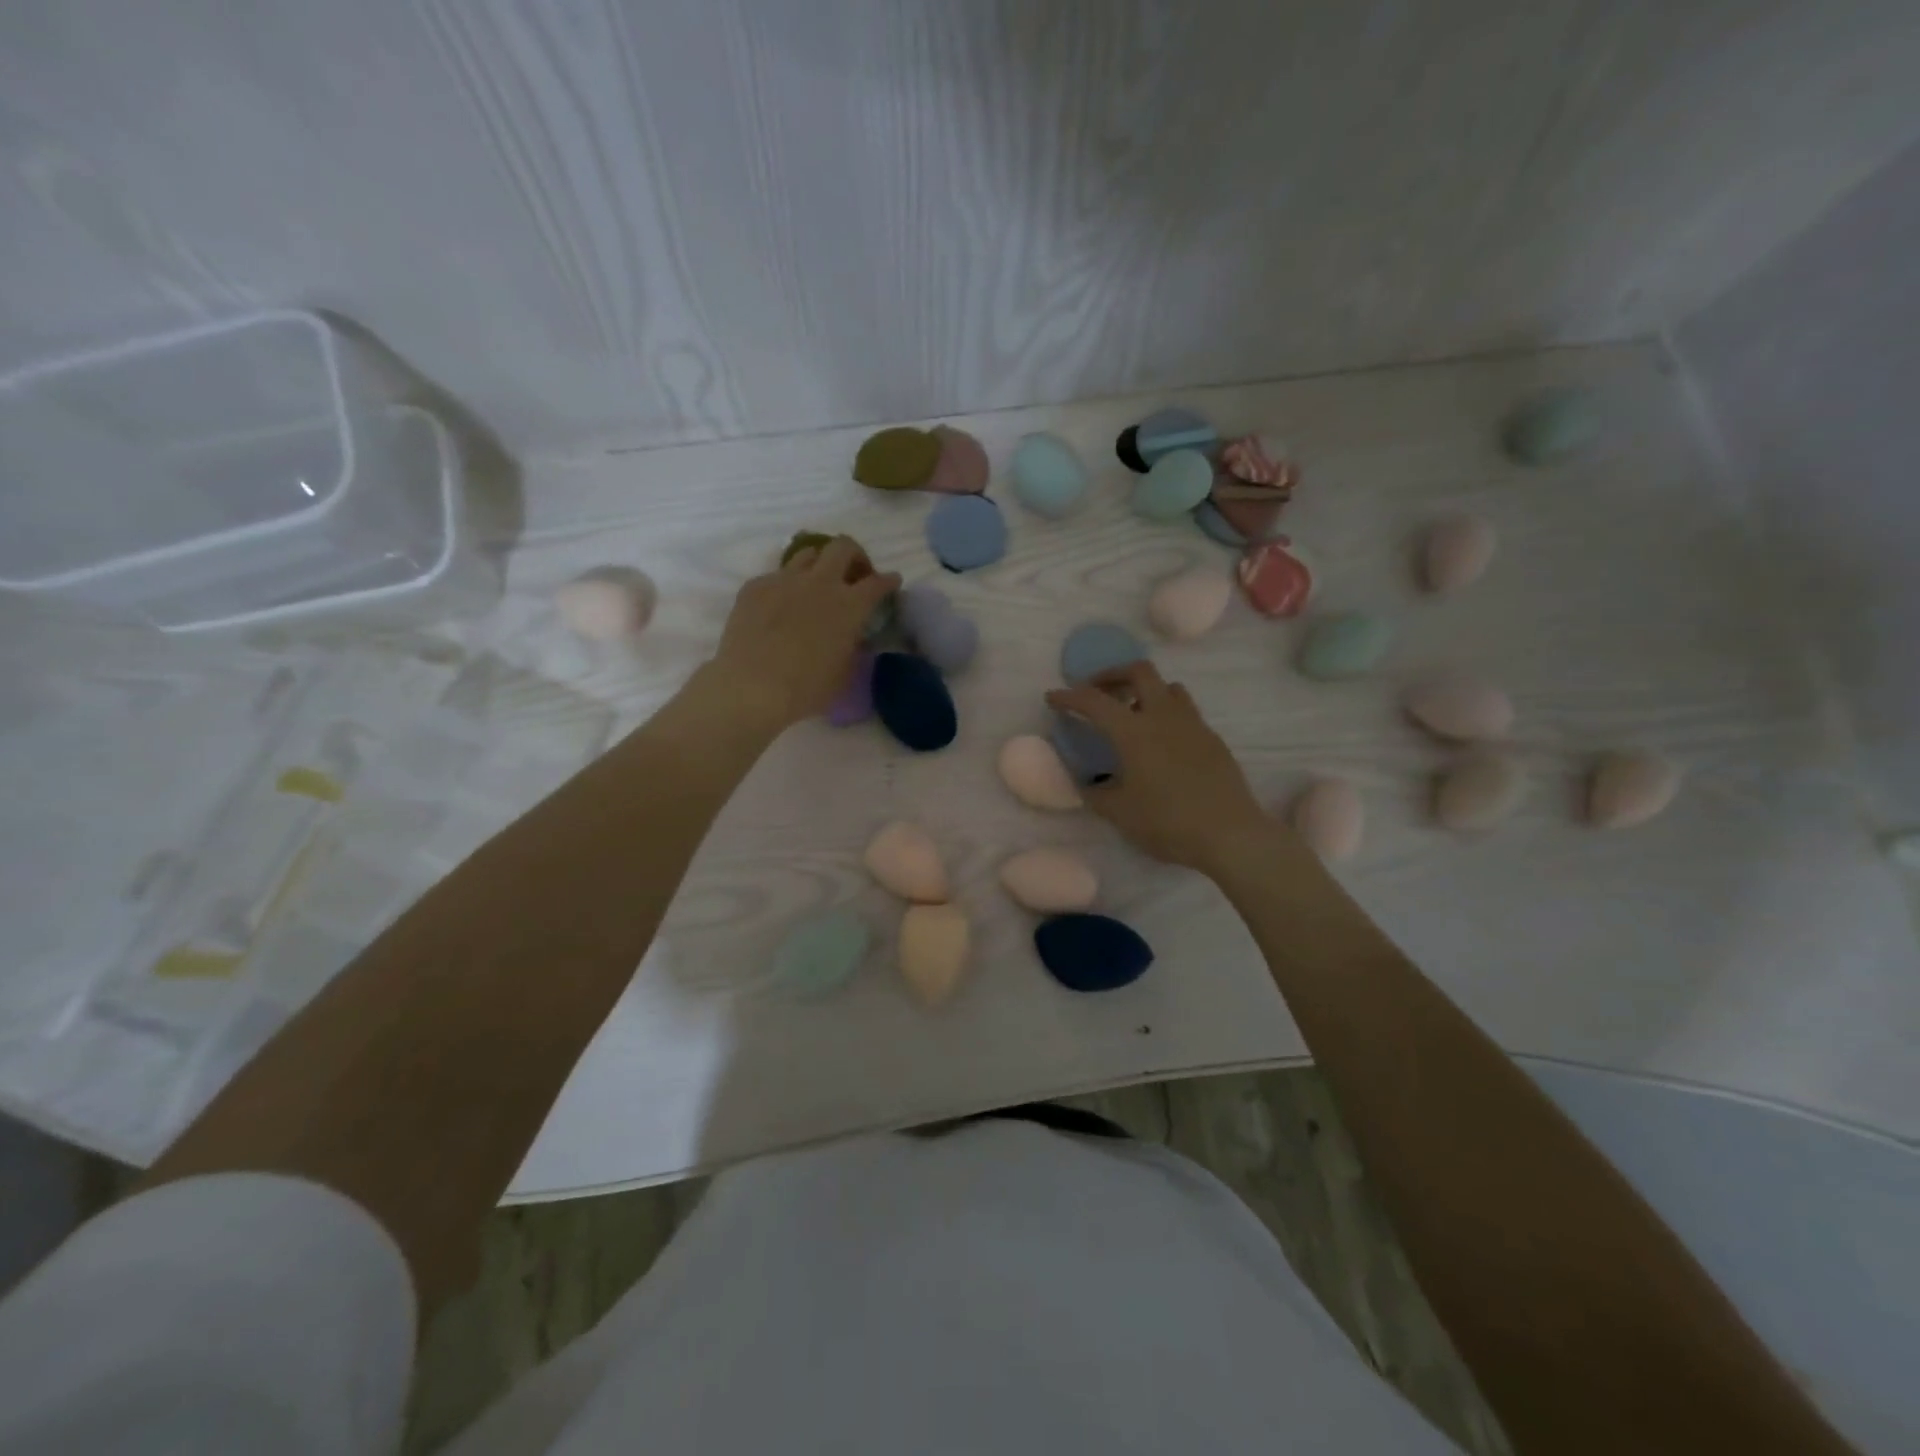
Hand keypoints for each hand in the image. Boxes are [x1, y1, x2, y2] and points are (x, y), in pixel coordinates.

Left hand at [705, 537, 900, 731]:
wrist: (751, 687)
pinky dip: (786, 585)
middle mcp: (820, 582)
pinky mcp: (755, 586)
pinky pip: (776, 575)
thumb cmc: (806, 688)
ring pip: (808, 553)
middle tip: (854, 574)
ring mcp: (785, 580)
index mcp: (850, 605)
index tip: (892, 581)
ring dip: (820, 564)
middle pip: (843, 547)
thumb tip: (852, 634)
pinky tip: (781, 606)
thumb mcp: (844, 671)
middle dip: (855, 555)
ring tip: (817, 584)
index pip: (878, 582)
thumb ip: (852, 645)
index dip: (889, 580)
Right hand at [1047, 662, 1275, 876]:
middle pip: (1139, 671)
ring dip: (1145, 691)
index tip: (1053, 698)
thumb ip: (1096, 794)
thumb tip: (1087, 784)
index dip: (1069, 696)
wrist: (1230, 834)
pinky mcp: (1213, 739)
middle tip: (1098, 693)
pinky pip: (1186, 712)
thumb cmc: (1168, 822)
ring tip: (1132, 714)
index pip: (1094, 701)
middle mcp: (1163, 716)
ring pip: (1168, 687)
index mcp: (1134, 731)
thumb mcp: (1120, 813)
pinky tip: (1162, 743)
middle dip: (1113, 675)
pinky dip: (1166, 714)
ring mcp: (1193, 724)